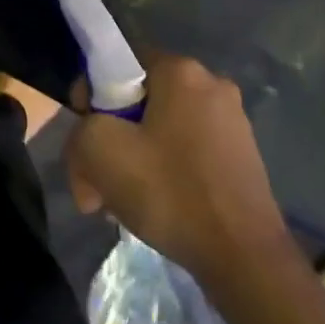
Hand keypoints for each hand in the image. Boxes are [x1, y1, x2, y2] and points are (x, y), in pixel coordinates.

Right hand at [65, 53, 287, 283]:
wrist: (245, 259)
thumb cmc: (171, 192)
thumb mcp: (100, 152)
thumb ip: (79, 130)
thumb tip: (88, 142)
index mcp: (181, 70)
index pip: (118, 64)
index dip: (91, 97)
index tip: (86, 137)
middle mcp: (212, 84)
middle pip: (139, 101)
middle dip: (111, 138)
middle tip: (97, 182)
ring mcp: (232, 121)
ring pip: (160, 130)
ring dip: (134, 160)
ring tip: (120, 203)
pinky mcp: (242, 156)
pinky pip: (186, 151)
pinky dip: (164, 172)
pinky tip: (154, 207)